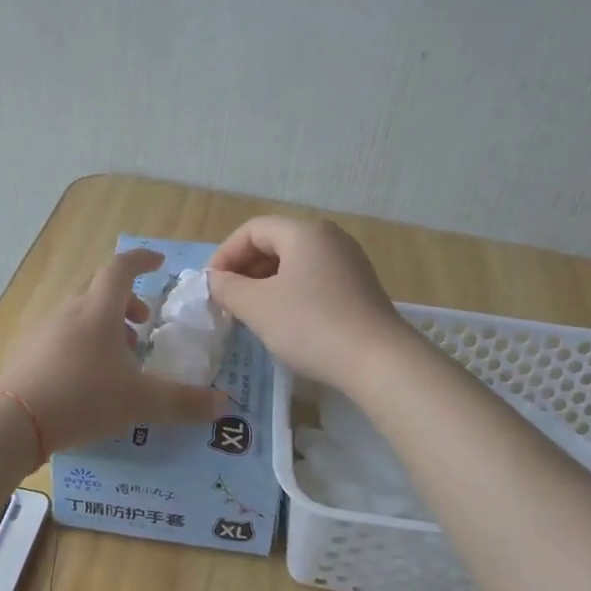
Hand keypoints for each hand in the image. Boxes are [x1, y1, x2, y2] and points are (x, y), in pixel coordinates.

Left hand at [0, 248, 223, 450]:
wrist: (12, 421)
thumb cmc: (83, 398)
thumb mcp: (140, 402)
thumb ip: (184, 402)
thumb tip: (224, 404)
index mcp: (98, 310)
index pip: (121, 268)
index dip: (142, 260)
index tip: (159, 263)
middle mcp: (70, 311)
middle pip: (100, 290)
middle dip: (126, 301)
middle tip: (143, 324)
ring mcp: (44, 330)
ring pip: (81, 314)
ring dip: (105, 325)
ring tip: (121, 357)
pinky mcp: (28, 352)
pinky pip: (63, 334)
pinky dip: (84, 343)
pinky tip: (90, 377)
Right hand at [207, 217, 409, 390]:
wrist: (378, 361)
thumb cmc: (310, 325)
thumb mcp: (258, 307)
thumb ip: (228, 288)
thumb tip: (215, 281)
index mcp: (304, 231)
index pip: (252, 230)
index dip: (225, 254)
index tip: (211, 286)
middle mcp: (329, 238)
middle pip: (274, 243)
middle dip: (244, 269)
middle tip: (227, 301)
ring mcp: (348, 262)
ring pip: (294, 263)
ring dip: (265, 283)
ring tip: (250, 313)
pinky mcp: (359, 287)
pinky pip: (314, 279)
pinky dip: (290, 292)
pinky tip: (283, 321)